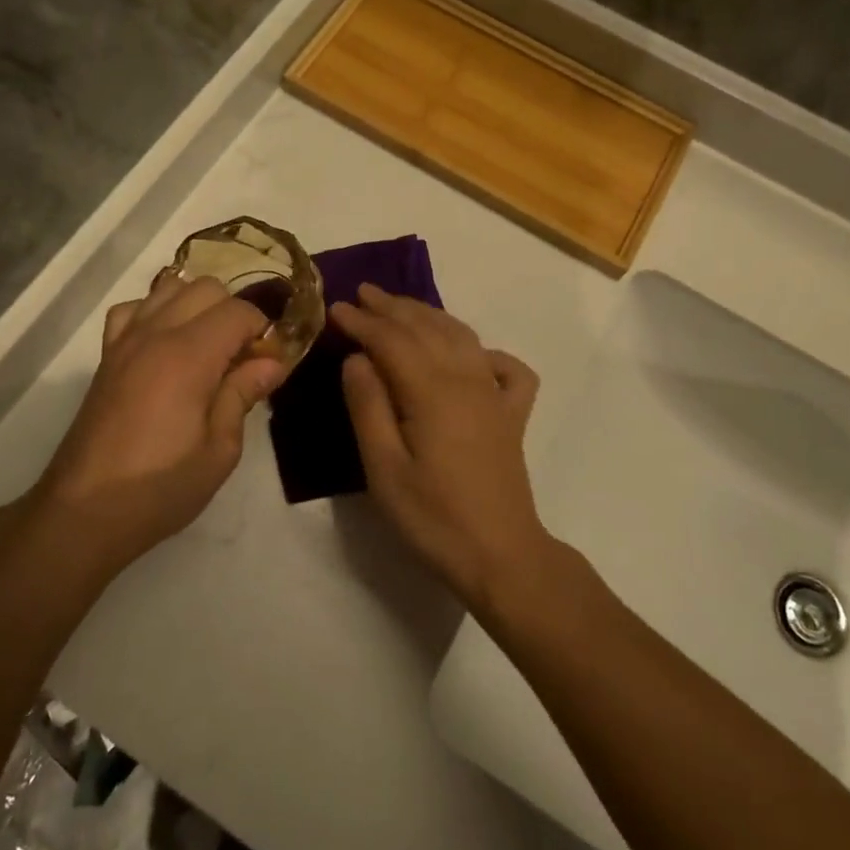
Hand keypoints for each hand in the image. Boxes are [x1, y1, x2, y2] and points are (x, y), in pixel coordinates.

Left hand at [39, 272, 286, 572]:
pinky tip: (165, 344)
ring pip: (170, 287)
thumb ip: (243, 394)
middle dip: (234, 313)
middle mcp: (156, 334)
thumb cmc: (160, 488)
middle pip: (207, 288)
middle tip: (241, 358)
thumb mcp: (219, 451)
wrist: (84, 512)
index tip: (269, 362)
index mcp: (189, 356)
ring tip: (207, 347)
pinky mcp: (106, 355)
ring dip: (197, 306)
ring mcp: (125, 340)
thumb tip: (272, 361)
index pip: (239, 311)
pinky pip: (134, 309)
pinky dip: (156, 312)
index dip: (262, 331)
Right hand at [331, 283, 549, 610]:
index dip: (362, 321)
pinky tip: (472, 354)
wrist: (501, 556)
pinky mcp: (513, 415)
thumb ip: (368, 407)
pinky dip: (487, 351)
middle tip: (363, 293)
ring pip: (462, 336)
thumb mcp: (384, 469)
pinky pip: (506, 367)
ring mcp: (496, 395)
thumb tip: (357, 358)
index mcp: (432, 392)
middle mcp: (468, 380)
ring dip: (430, 315)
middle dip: (393, 307)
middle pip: (427, 328)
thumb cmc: (434, 517)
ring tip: (402, 306)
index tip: (335, 307)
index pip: (392, 340)